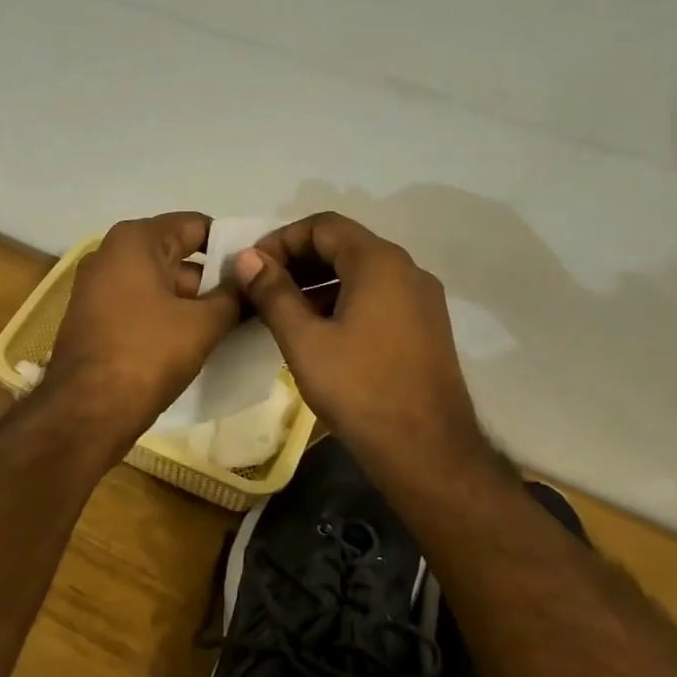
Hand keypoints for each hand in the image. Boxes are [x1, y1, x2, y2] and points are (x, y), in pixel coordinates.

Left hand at [45, 212, 239, 445]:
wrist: (85, 413)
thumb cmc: (146, 355)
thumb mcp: (202, 324)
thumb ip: (234, 296)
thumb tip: (255, 278)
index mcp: (135, 240)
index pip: (196, 226)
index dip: (232, 246)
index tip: (261, 269)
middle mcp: (112, 253)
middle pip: (178, 254)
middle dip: (215, 277)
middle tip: (254, 299)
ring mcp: (100, 286)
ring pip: (162, 283)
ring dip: (195, 301)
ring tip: (237, 322)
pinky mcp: (97, 317)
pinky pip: (144, 305)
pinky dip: (171, 316)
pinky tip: (201, 338)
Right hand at [231, 213, 483, 472]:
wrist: (428, 450)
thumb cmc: (360, 390)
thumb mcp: (305, 340)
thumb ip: (274, 293)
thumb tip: (248, 258)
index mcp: (379, 262)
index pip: (323, 226)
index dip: (281, 239)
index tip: (252, 268)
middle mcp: (407, 269)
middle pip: (344, 245)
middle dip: (299, 260)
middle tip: (262, 287)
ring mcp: (422, 298)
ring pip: (361, 272)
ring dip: (319, 282)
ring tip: (284, 311)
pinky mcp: (427, 326)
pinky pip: (379, 296)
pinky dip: (344, 300)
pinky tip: (320, 331)